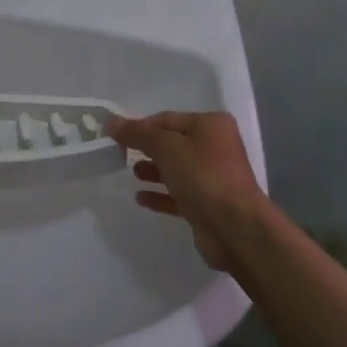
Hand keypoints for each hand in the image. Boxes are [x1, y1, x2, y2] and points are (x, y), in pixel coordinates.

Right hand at [109, 111, 264, 272]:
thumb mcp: (166, 146)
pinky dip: (160, 194)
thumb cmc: (202, 175)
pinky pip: (179, 194)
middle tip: (120, 153)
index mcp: (211, 124)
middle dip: (147, 147)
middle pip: (172, 143)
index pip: (166, 119)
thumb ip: (137, 133)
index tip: (114, 135)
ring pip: (176, 169)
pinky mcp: (208, 205)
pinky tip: (141, 198)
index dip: (139, 125)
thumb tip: (111, 122)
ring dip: (153, 170)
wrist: (234, 227)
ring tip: (132, 173)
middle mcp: (215, 147)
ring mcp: (213, 177)